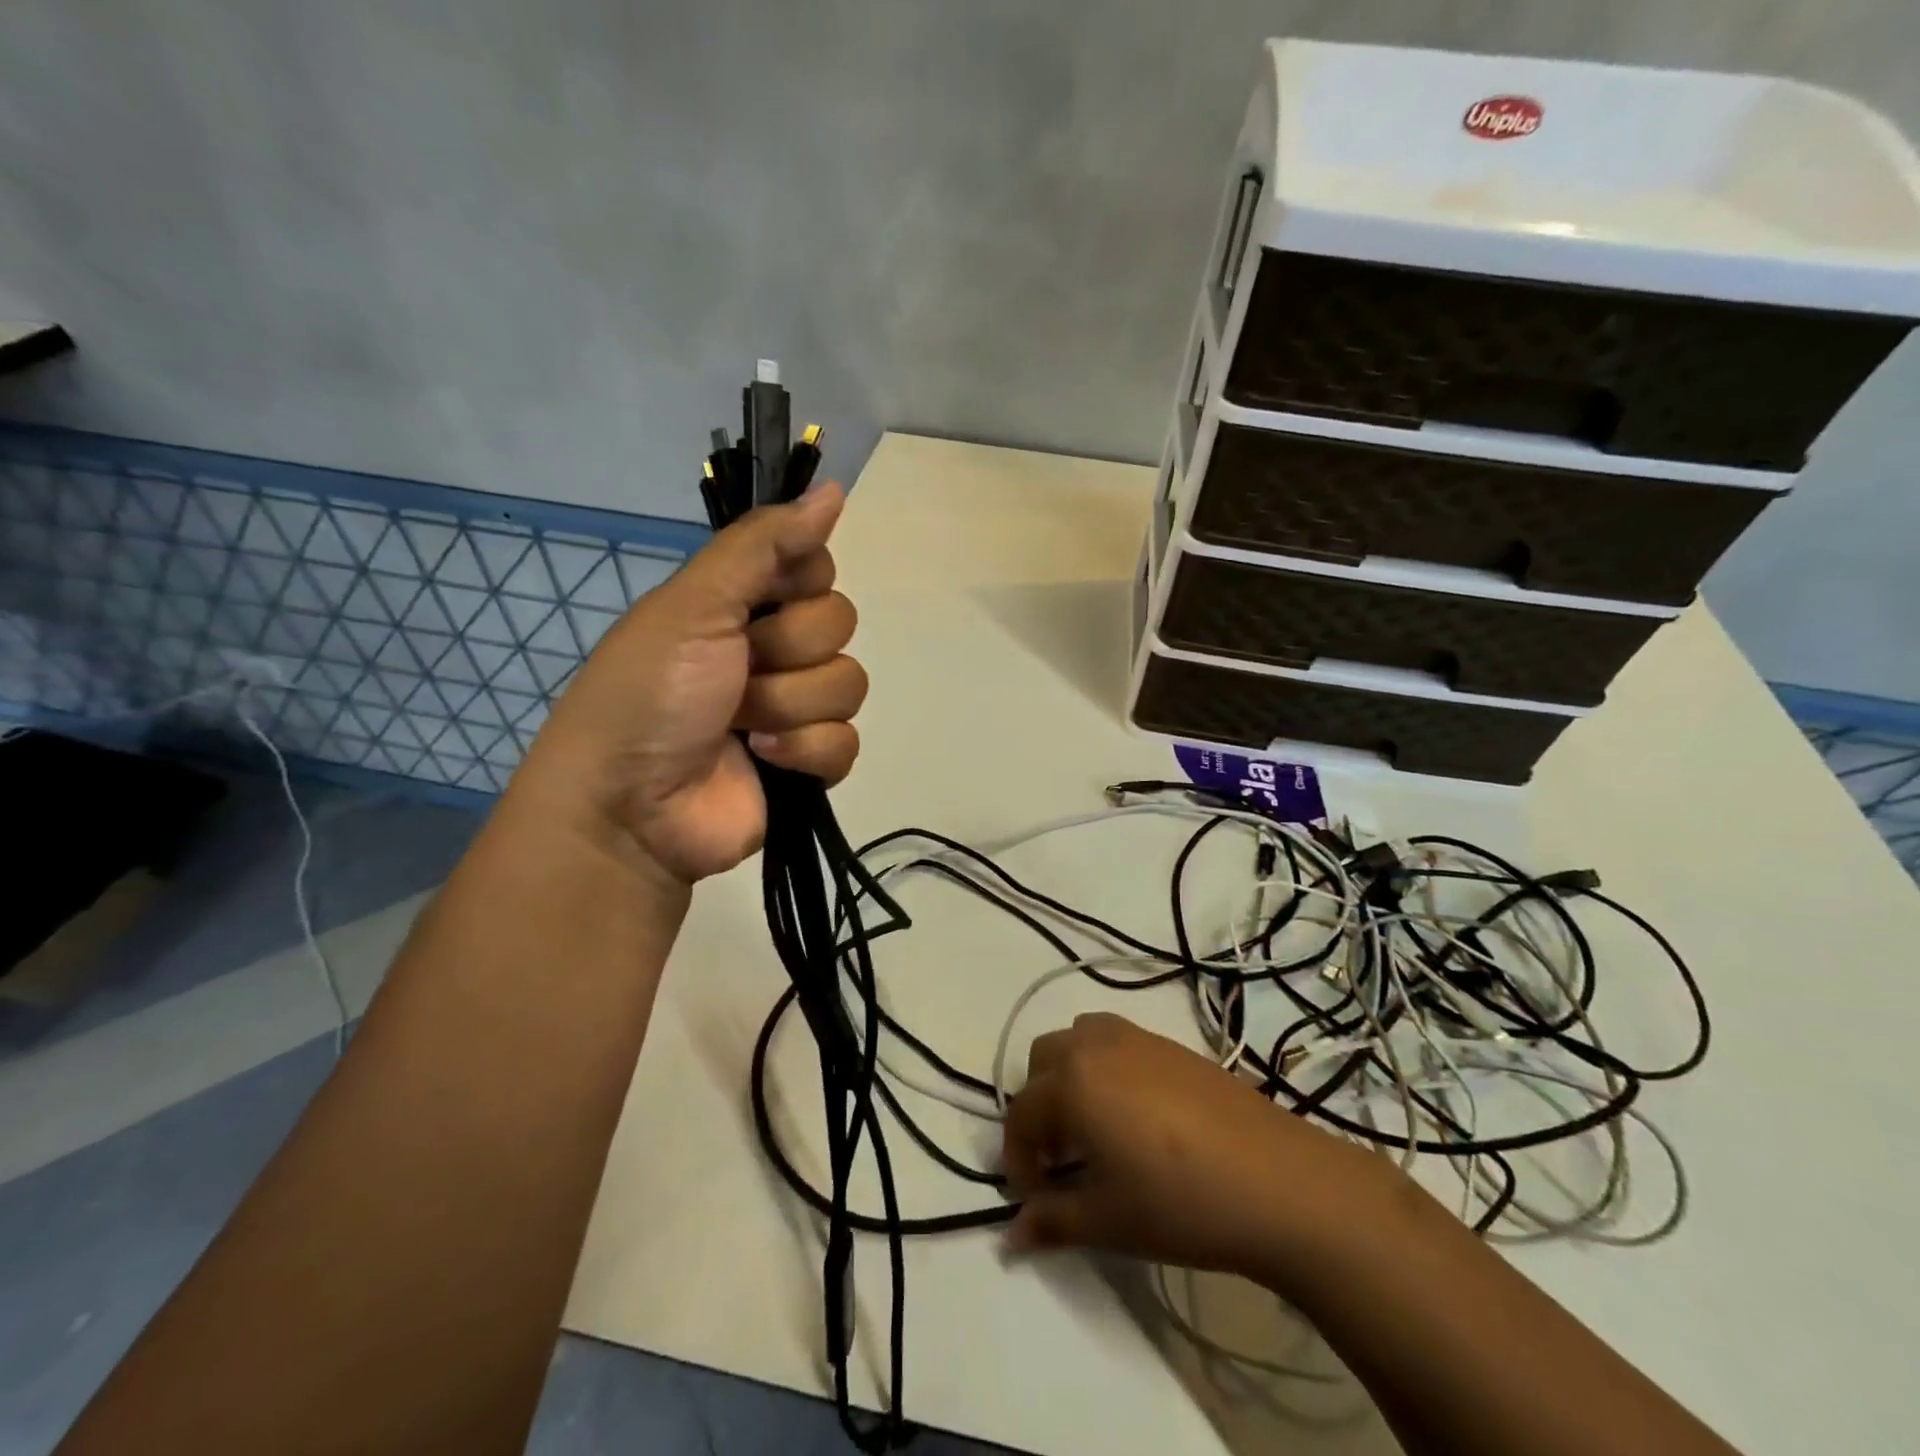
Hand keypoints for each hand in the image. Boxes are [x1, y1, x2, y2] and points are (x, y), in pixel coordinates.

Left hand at [509, 483, 865, 884]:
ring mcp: (794, 709)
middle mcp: (774, 650)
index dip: (800, 583)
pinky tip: (765, 759)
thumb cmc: (649, 694)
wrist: (630, 808)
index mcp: (743, 604)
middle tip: (738, 673)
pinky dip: (806, 753)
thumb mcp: (694, 605)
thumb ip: (763, 545)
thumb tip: (834, 489)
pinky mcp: (809, 763)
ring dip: (790, 706)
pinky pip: (847, 743)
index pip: (817, 567)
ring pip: (848, 685)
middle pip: (840, 625)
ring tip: (741, 726)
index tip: (764, 601)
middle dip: (787, 653)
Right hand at [1003, 1013, 1390, 1282]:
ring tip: (1096, 1128)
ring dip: (1071, 1075)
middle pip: (1043, 1061)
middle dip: (1040, 1106)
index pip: (1021, 1113)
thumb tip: (1012, 1236)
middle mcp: (1096, 1045)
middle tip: (1062, 1157)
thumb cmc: (1180, 1202)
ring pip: (1079, 1039)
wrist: (1278, 1180)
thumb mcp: (1108, 1221)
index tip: (1034, 1199)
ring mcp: (1137, 1037)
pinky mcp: (1173, 1044)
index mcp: (1072, 1081)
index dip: (1019, 1159)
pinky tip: (1139, 1117)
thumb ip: (1052, 1222)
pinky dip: (1107, 1068)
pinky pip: (1118, 1041)